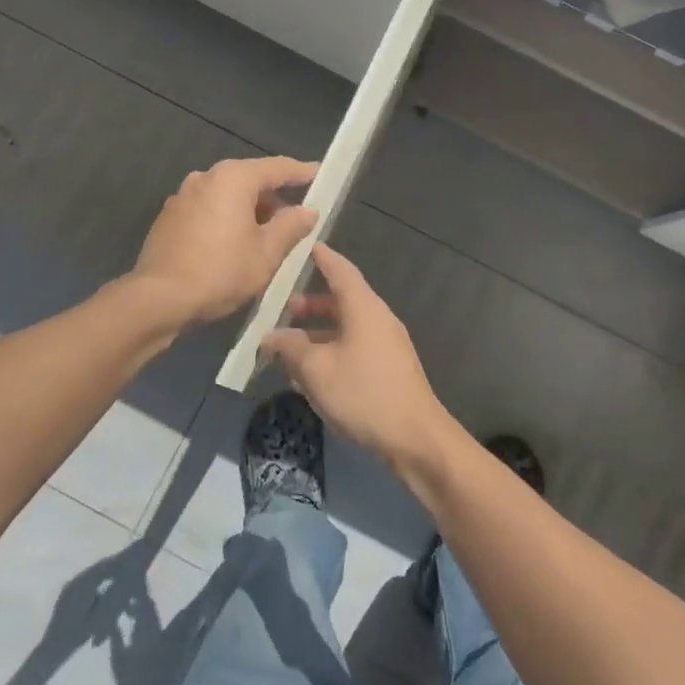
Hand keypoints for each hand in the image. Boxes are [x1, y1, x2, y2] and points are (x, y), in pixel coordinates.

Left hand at [130, 156, 318, 325]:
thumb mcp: (267, 253)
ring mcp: (182, 197)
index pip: (277, 168)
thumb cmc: (221, 271)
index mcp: (233, 178)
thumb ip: (291, 226)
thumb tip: (308, 211)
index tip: (320, 175)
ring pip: (226, 196)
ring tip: (266, 239)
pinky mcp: (168, 218)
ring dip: (248, 212)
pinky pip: (207, 211)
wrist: (160, 298)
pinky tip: (233, 247)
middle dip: (274, 198)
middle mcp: (205, 178)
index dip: (302, 172)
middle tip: (295, 220)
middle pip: (249, 180)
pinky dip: (225, 221)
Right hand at [261, 243, 457, 477]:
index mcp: (363, 308)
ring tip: (288, 347)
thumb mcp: (316, 369)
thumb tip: (270, 336)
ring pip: (346, 327)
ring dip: (317, 332)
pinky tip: (310, 374)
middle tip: (281, 309)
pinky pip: (354, 347)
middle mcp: (377, 319)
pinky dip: (331, 350)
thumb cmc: (363, 394)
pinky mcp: (388, 368)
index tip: (302, 246)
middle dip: (310, 303)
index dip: (320, 257)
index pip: (340, 269)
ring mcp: (386, 344)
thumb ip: (289, 347)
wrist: (414, 438)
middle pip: (341, 299)